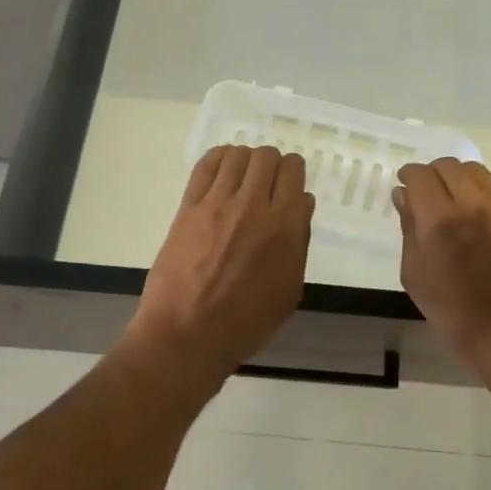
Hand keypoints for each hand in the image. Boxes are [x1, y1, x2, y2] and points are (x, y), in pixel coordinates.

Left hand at [124, 145, 314, 380]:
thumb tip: (302, 203)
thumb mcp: (289, 289)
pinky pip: (206, 165)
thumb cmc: (246, 321)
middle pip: (268, 157)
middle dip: (272, 164)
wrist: (188, 334)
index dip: (293, 173)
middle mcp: (255, 206)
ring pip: (239, 155)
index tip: (289, 184)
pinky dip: (219, 158)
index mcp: (285, 228)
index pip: (294, 173)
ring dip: (246, 160)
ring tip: (243, 177)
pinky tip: (222, 169)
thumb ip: (299, 241)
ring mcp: (218, 204)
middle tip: (266, 182)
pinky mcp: (189, 207)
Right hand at [394, 159, 490, 392]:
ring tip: (447, 201)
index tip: (403, 188)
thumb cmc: (458, 319)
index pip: (420, 176)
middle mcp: (471, 204)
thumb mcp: (418, 279)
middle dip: (430, 174)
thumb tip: (404, 197)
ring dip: (454, 177)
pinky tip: (469, 213)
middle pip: (447, 165)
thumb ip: (409, 231)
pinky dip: (475, 189)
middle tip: (422, 195)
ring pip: (473, 170)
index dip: (408, 177)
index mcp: (439, 221)